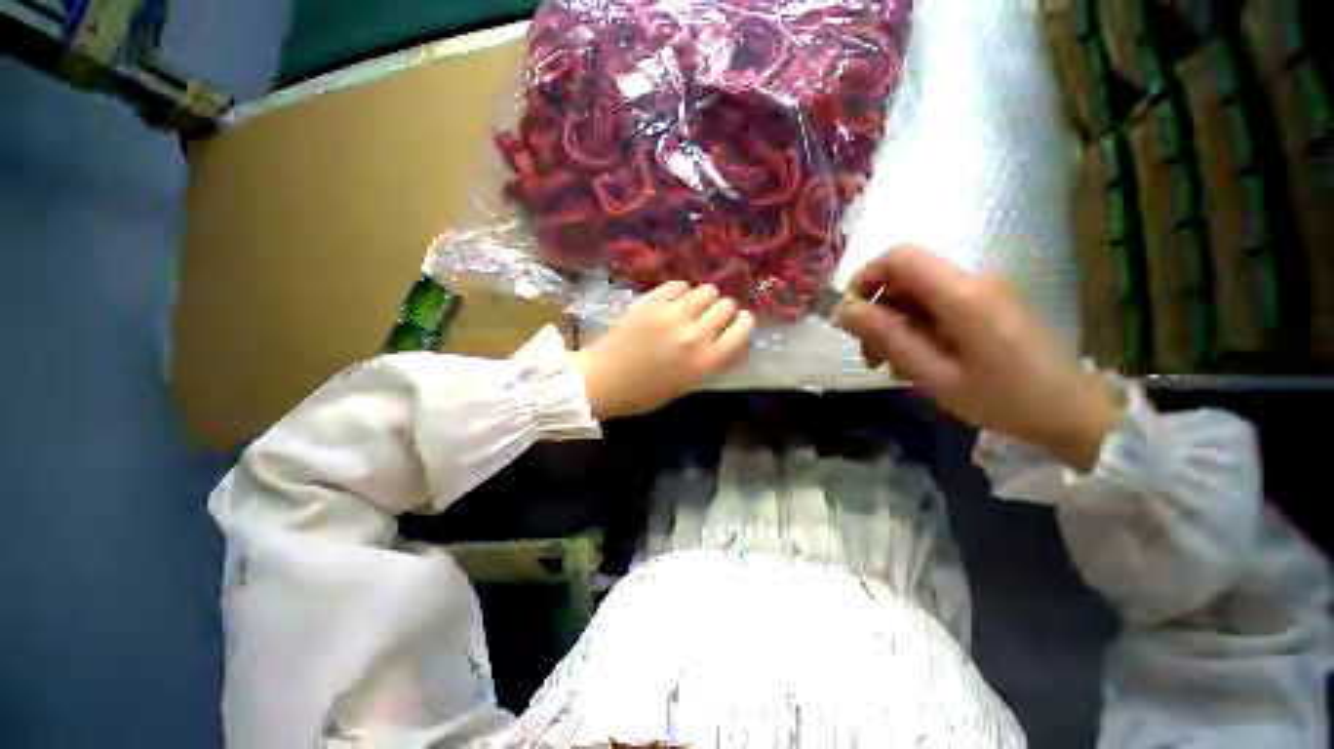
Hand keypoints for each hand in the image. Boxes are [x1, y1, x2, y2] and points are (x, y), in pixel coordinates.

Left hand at [573, 281, 755, 418]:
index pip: (743, 329)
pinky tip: (671, 303)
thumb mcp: (687, 384)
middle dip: (722, 311)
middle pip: (727, 305)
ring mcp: (673, 314)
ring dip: (703, 299)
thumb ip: (711, 360)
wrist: (604, 380)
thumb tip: (727, 338)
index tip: (736, 323)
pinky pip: (679, 285)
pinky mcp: (652, 301)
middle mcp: (696, 335)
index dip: (743, 323)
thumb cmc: (645, 392)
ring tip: (690, 308)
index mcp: (707, 361)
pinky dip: (680, 292)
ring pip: (707, 290)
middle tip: (709, 318)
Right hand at [837, 246, 1118, 471]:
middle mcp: (971, 283)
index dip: (865, 278)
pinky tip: (916, 363)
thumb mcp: (934, 374)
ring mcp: (982, 295)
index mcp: (960, 294)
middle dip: (876, 311)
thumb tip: (845, 310)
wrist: (1073, 413)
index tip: (849, 315)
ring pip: (917, 296)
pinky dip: (916, 330)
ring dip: (894, 325)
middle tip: (869, 355)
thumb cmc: (1004, 399)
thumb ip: (888, 337)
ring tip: (890, 366)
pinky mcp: (987, 309)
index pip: (899, 257)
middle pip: (905, 278)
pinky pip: (937, 308)